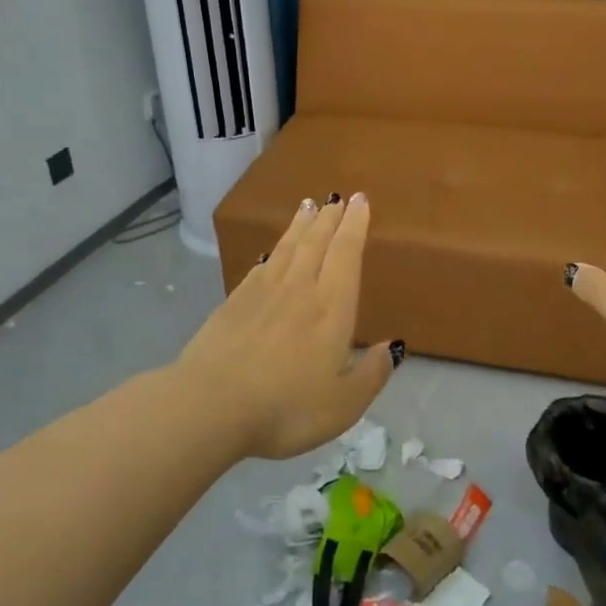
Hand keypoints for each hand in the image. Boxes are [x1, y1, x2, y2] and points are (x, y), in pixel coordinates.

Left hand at [175, 193, 400, 459]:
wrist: (210, 405)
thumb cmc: (286, 408)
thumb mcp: (343, 404)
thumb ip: (372, 374)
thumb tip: (394, 347)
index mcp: (331, 308)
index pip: (346, 254)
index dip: (355, 226)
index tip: (360, 201)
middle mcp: (299, 290)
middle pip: (317, 243)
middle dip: (330, 218)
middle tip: (337, 197)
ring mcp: (262, 293)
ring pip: (287, 248)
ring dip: (300, 225)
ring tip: (308, 206)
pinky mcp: (233, 303)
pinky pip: (260, 267)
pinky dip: (272, 252)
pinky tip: (272, 252)